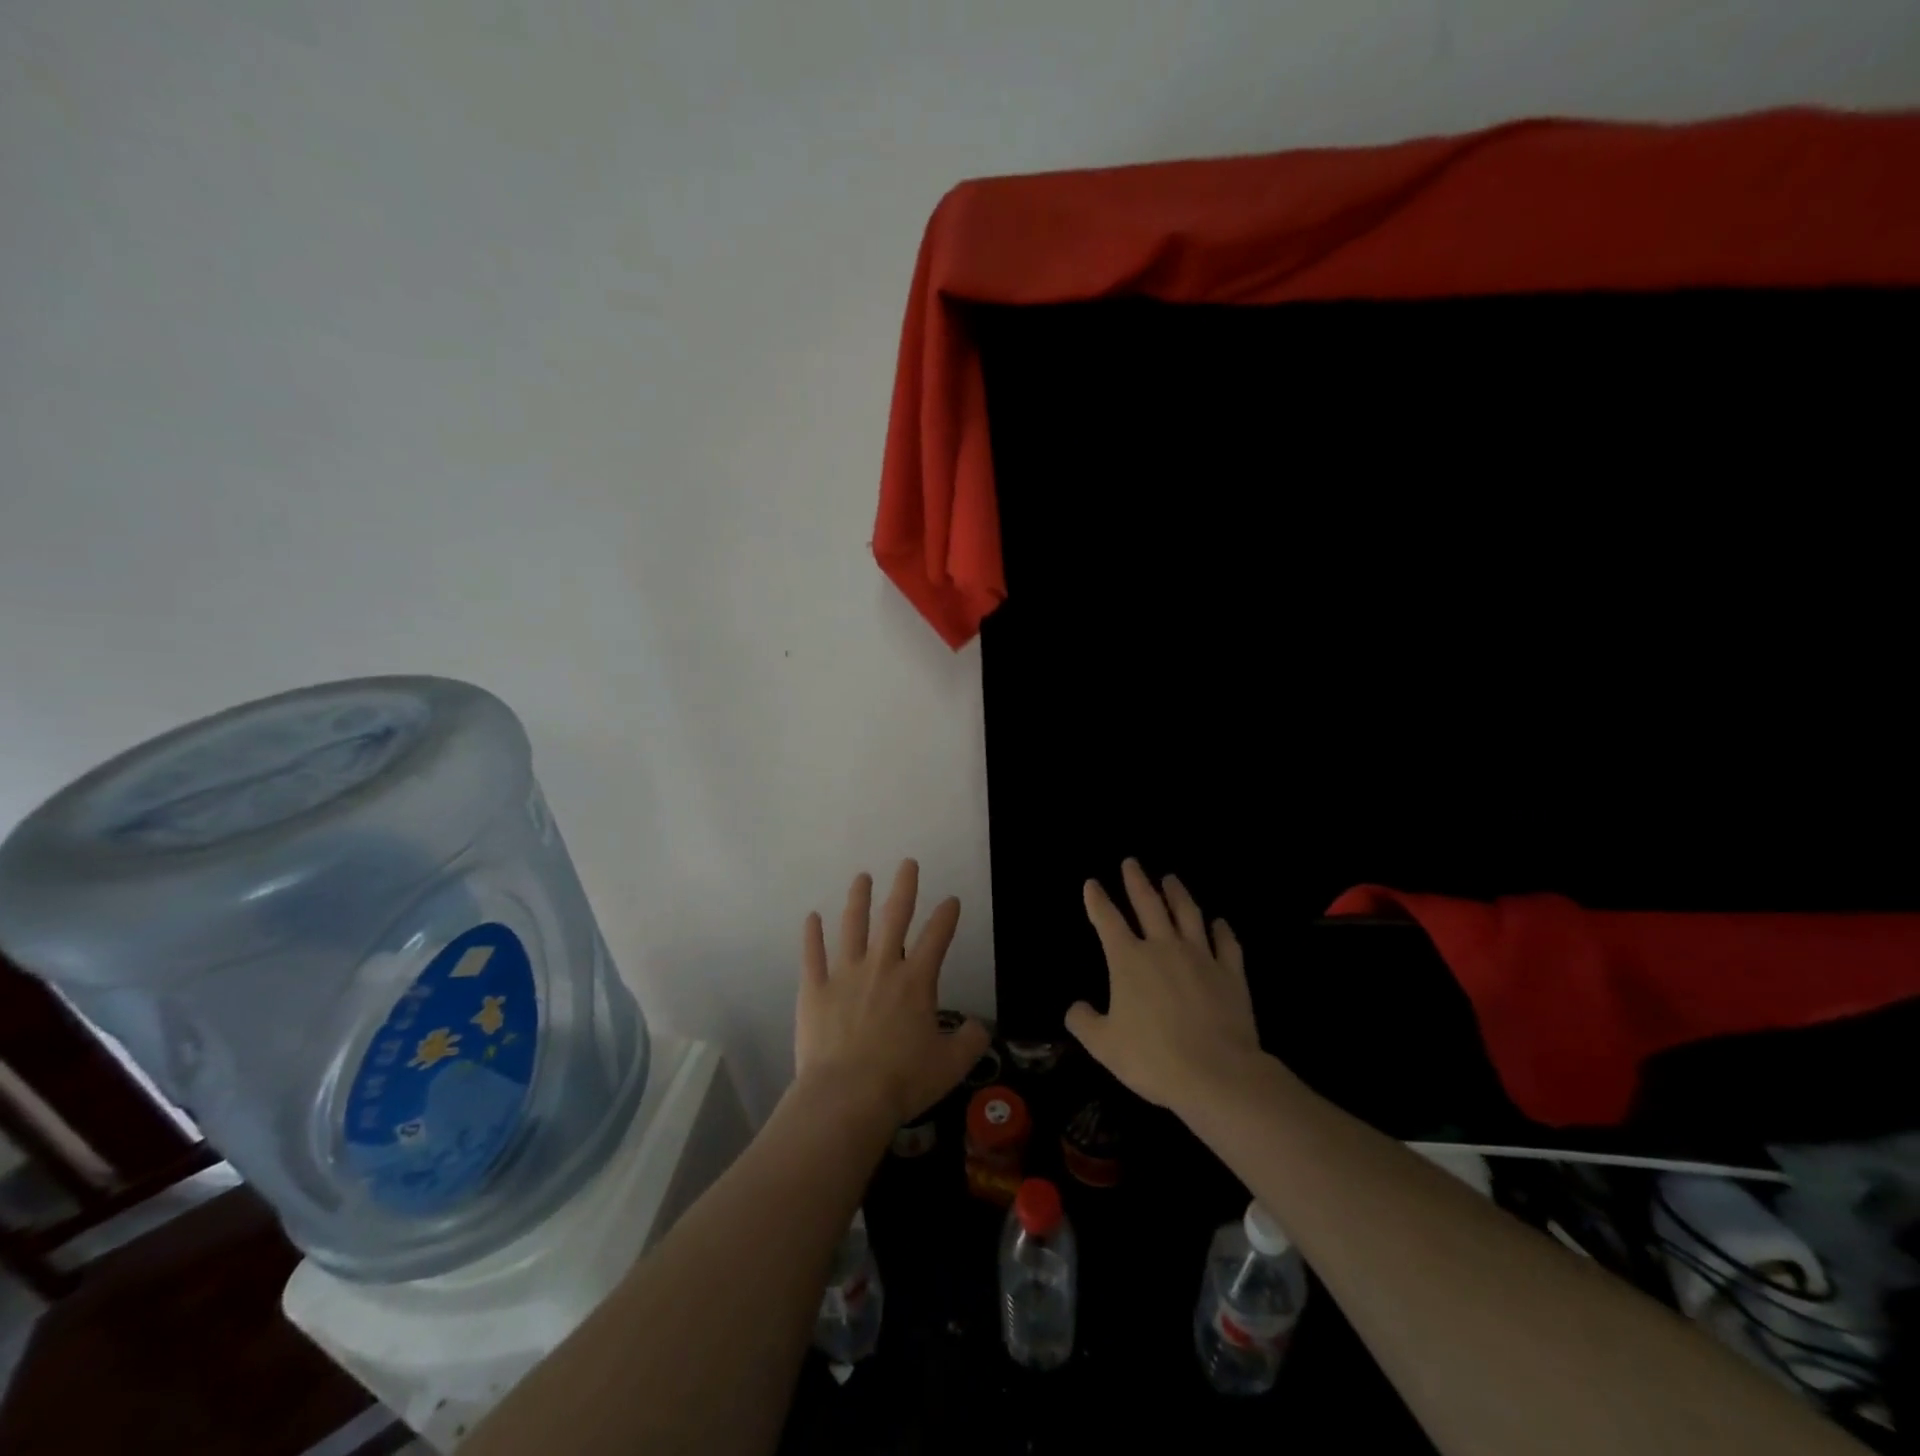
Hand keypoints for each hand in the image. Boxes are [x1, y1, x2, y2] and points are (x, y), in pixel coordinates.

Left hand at [796, 859, 991, 1128]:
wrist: (847, 1097)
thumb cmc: (903, 1080)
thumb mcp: (951, 1065)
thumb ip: (970, 1041)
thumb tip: (981, 1027)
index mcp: (916, 981)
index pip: (937, 937)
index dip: (947, 916)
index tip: (951, 900)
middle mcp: (882, 967)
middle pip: (894, 917)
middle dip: (904, 888)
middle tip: (907, 863)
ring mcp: (845, 975)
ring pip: (852, 927)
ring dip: (858, 899)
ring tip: (862, 877)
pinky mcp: (815, 990)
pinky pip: (812, 955)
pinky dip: (811, 935)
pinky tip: (811, 917)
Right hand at [1066, 859, 1265, 1112]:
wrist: (1216, 1073)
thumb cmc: (1153, 1058)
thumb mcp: (1104, 1045)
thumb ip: (1084, 1022)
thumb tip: (1075, 1007)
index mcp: (1129, 960)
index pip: (1107, 920)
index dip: (1097, 900)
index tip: (1092, 884)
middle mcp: (1163, 947)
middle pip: (1148, 904)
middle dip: (1136, 881)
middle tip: (1131, 862)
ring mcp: (1201, 957)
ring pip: (1188, 914)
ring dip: (1177, 894)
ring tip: (1170, 879)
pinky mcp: (1231, 973)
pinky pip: (1226, 943)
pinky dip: (1222, 930)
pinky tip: (1219, 922)